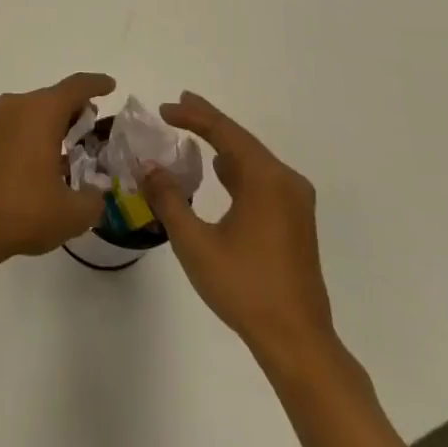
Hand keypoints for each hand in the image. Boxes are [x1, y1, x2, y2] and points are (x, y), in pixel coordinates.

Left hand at [0, 72, 110, 263]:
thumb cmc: (23, 210)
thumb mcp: (72, 213)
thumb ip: (94, 200)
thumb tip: (97, 195)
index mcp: (42, 111)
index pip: (76, 87)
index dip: (97, 84)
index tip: (111, 85)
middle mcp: (18, 106)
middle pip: (55, 97)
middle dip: (78, 110)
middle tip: (97, 129)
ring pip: (36, 111)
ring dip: (57, 124)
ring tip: (77, 148)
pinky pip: (20, 125)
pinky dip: (38, 134)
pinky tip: (49, 162)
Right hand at [142, 91, 339, 375]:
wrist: (297, 341)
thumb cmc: (244, 288)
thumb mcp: (195, 243)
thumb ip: (169, 199)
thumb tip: (150, 167)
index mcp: (265, 180)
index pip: (224, 133)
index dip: (193, 116)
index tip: (164, 108)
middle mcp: (285, 181)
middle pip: (241, 140)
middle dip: (208, 122)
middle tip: (178, 105)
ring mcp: (295, 201)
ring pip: (253, 159)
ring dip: (223, 144)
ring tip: (194, 129)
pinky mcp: (296, 220)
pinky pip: (262, 178)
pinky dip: (236, 167)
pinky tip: (220, 170)